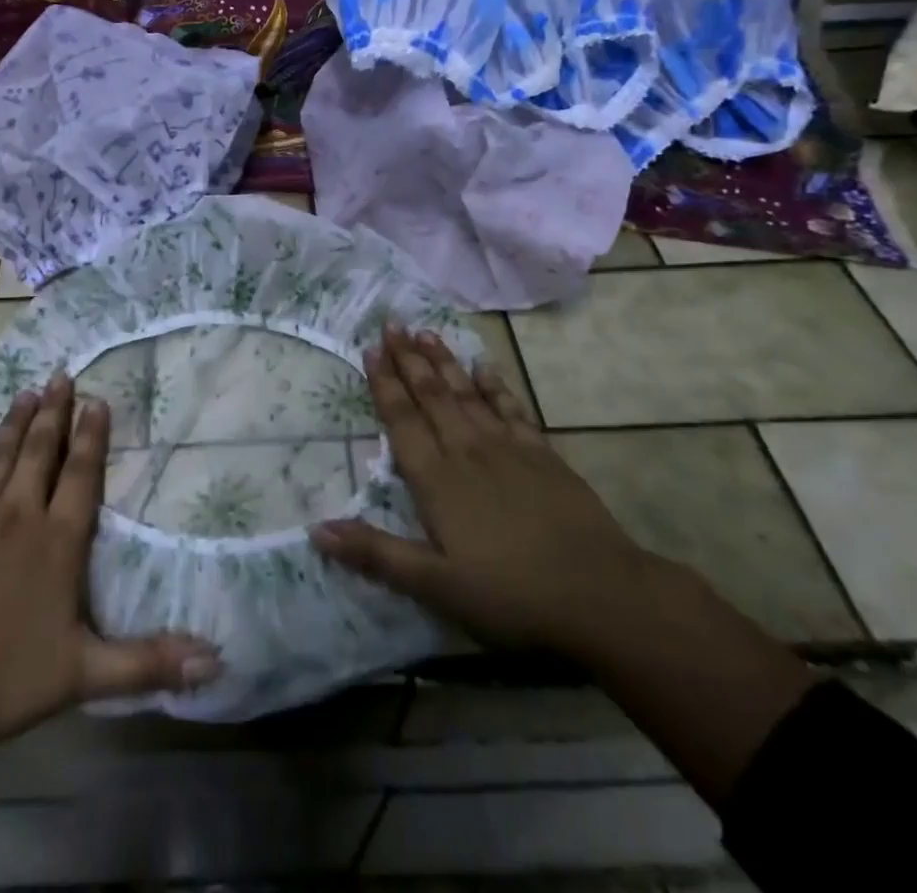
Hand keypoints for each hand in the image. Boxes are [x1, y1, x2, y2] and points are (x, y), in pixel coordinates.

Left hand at [0, 372, 218, 750]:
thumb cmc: (1, 677)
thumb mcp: (84, 675)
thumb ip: (149, 662)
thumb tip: (216, 660)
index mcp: (57, 541)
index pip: (81, 475)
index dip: (92, 436)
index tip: (97, 401)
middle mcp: (18, 515)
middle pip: (41, 452)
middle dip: (54, 412)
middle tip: (61, 375)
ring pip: (0, 455)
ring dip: (15, 422)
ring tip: (27, 392)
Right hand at [311, 324, 661, 661]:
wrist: (600, 594)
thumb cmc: (510, 595)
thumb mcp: (436, 585)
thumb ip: (376, 553)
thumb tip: (316, 529)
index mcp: (436, 480)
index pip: (402, 420)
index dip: (384, 383)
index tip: (371, 348)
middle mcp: (466, 451)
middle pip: (431, 395)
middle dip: (409, 358)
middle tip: (392, 323)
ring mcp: (507, 448)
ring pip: (466, 393)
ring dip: (443, 362)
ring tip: (426, 332)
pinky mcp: (542, 455)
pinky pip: (511, 409)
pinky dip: (495, 385)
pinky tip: (484, 367)